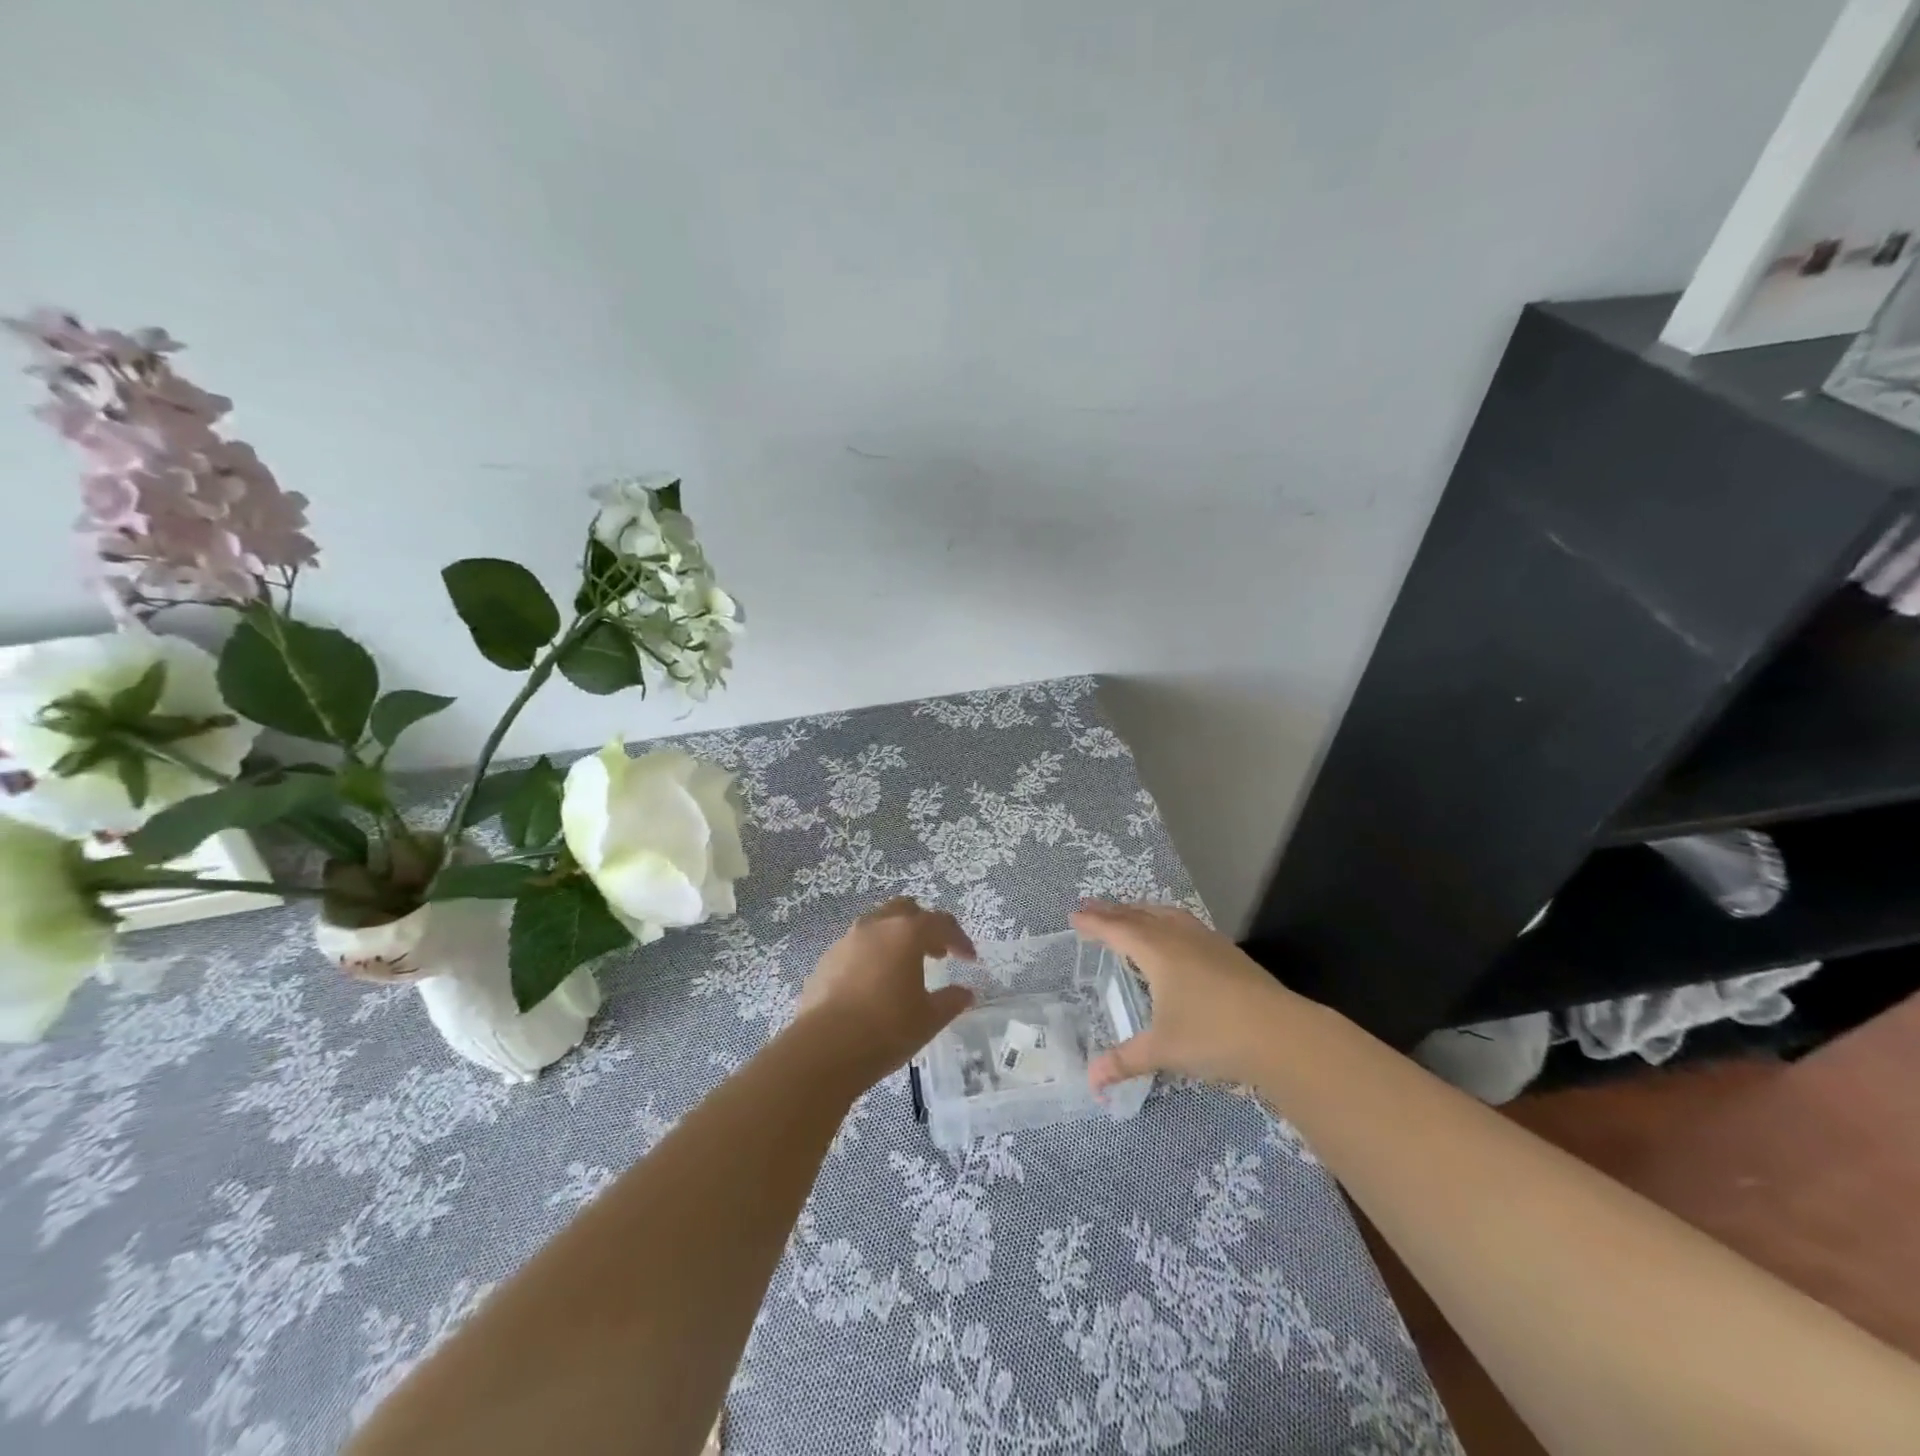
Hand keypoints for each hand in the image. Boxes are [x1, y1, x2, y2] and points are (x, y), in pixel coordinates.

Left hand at [797, 897, 977, 1084]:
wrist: (824, 1049)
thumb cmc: (886, 1029)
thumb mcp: (929, 1019)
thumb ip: (951, 1001)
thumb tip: (965, 993)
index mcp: (906, 933)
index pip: (940, 923)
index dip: (958, 939)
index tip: (969, 958)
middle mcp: (875, 926)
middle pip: (905, 910)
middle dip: (924, 926)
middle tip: (936, 953)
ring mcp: (846, 941)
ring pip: (877, 925)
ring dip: (895, 939)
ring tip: (904, 968)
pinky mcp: (825, 961)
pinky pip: (856, 948)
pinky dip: (871, 956)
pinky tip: (873, 985)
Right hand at [1071, 900, 1295, 1090]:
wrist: (1282, 1035)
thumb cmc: (1213, 1035)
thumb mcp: (1162, 1050)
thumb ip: (1125, 1062)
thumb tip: (1092, 1083)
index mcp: (1157, 951)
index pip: (1117, 929)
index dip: (1094, 922)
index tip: (1074, 916)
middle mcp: (1179, 937)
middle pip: (1140, 915)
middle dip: (1113, 911)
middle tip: (1092, 907)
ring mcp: (1208, 942)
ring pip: (1167, 915)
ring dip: (1143, 912)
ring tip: (1131, 914)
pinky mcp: (1229, 953)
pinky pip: (1187, 924)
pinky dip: (1168, 922)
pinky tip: (1174, 937)